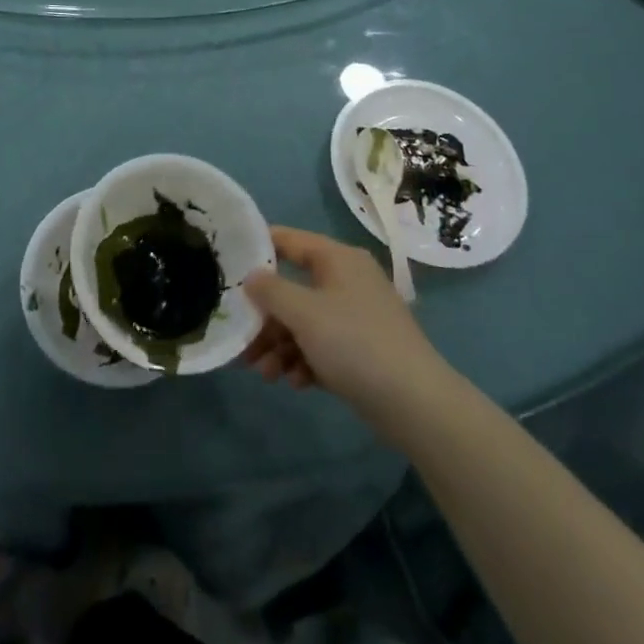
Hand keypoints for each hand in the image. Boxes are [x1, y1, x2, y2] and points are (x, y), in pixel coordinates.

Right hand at [242, 226, 445, 429]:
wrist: (416, 404)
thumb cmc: (355, 343)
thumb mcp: (304, 313)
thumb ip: (271, 290)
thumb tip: (251, 275)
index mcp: (337, 259)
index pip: (288, 240)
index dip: (257, 248)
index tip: (227, 264)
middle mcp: (346, 280)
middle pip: (292, 288)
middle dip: (265, 318)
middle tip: (241, 342)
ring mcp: (356, 316)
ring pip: (304, 322)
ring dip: (280, 345)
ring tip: (265, 374)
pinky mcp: (362, 350)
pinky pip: (322, 347)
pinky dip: (304, 361)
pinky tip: (295, 383)